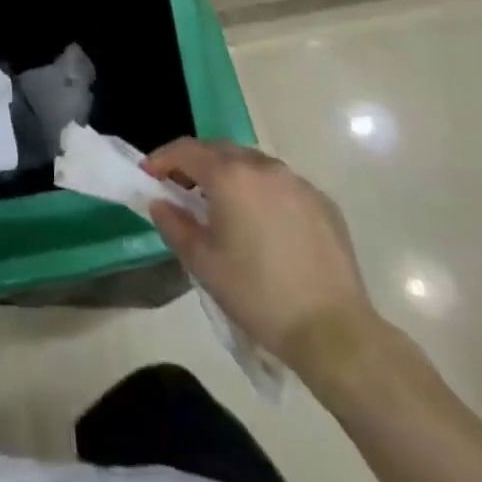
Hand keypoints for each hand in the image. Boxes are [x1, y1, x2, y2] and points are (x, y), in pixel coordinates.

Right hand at [145, 138, 380, 381]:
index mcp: (230, 176)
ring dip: (230, 175)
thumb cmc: (258, 295)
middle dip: (195, 163)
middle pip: (219, 150)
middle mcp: (263, 166)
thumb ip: (174, 224)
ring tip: (222, 206)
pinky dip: (262, 192)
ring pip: (252, 164)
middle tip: (181, 188)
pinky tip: (262, 224)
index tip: (148, 175)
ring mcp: (297, 182)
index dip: (162, 158)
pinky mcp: (322, 202)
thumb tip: (160, 202)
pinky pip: (281, 184)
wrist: (333, 332)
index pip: (186, 150)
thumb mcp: (203, 263)